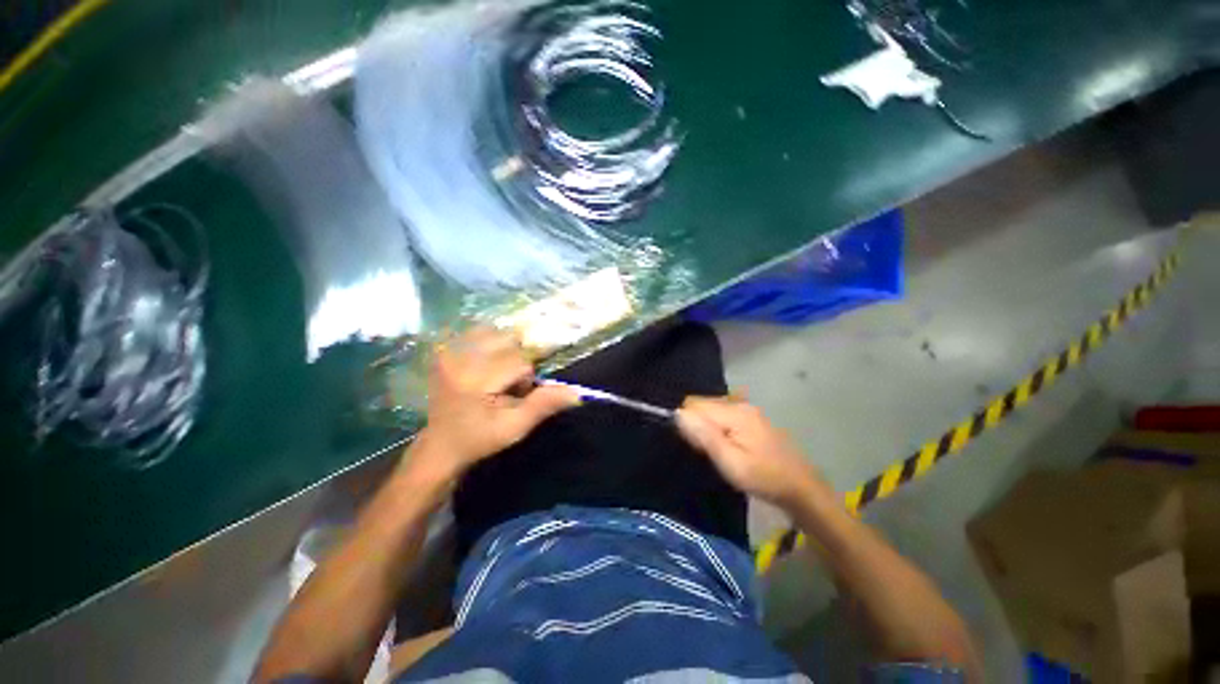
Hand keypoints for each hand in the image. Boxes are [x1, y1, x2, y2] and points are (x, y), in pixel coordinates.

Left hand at [411, 327, 578, 480]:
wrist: (440, 444)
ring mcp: (448, 351)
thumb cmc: (479, 438)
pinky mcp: (445, 348)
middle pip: (508, 341)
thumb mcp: (515, 428)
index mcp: (474, 380)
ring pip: (496, 332)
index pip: (519, 361)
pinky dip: (490, 342)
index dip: (525, 378)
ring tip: (495, 373)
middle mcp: (458, 358)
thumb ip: (544, 405)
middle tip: (505, 384)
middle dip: (516, 360)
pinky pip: (478, 331)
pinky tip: (486, 362)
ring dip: (504, 350)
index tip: (515, 394)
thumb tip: (576, 392)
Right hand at [676, 396, 826, 509]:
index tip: (697, 446)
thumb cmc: (763, 477)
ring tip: (717, 450)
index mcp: (734, 412)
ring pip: (710, 409)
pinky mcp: (750, 416)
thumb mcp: (731, 463)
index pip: (693, 404)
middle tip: (708, 451)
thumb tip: (678, 413)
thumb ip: (704, 436)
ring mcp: (746, 409)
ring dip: (705, 426)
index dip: (688, 423)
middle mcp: (739, 403)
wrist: (800, 487)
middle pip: (701, 403)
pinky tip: (726, 445)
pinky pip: (720, 414)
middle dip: (696, 424)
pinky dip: (715, 427)